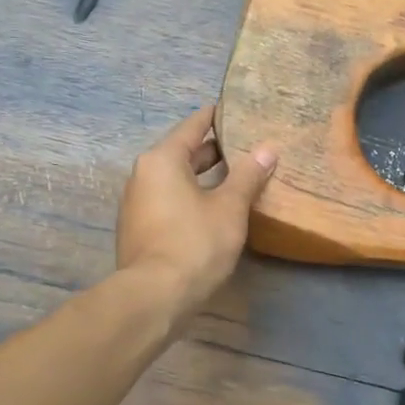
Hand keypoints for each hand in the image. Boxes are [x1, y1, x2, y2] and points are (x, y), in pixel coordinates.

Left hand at [117, 105, 276, 317]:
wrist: (154, 296)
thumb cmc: (195, 243)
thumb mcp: (229, 207)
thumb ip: (248, 175)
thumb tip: (267, 148)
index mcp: (162, 160)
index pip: (192, 126)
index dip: (214, 117)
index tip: (232, 108)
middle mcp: (143, 175)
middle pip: (181, 153)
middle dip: (212, 150)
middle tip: (244, 145)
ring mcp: (136, 204)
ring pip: (174, 179)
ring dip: (202, 177)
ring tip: (235, 176)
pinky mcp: (139, 229)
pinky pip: (168, 200)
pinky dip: (190, 197)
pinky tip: (213, 207)